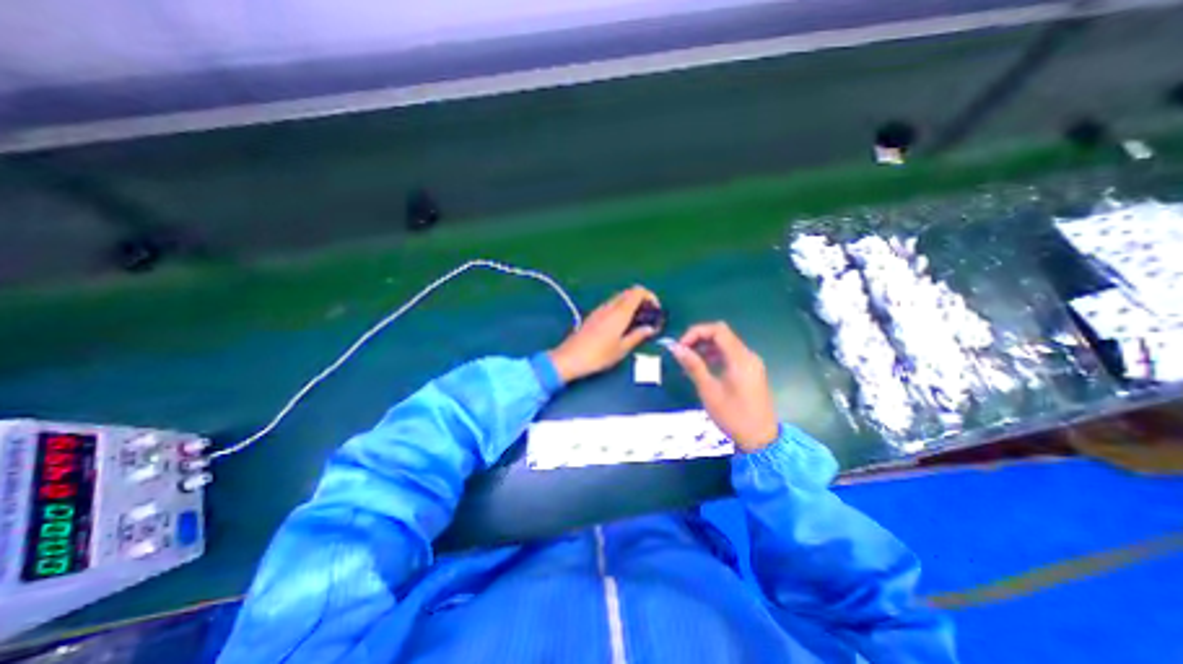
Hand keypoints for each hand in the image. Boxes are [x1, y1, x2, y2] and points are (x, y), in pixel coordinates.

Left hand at [549, 286, 660, 382]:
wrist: (570, 358)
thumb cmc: (598, 355)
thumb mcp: (622, 349)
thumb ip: (638, 336)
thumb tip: (651, 328)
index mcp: (620, 312)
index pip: (638, 291)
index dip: (650, 296)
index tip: (656, 310)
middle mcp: (610, 306)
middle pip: (629, 292)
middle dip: (642, 300)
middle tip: (648, 316)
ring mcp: (600, 309)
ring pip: (620, 298)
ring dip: (631, 304)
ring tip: (637, 322)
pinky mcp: (593, 315)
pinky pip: (611, 305)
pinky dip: (621, 308)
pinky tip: (622, 325)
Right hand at [670, 318, 782, 449]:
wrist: (761, 440)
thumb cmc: (733, 416)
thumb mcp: (709, 390)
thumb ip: (693, 365)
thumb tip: (675, 347)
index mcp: (740, 358)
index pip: (717, 330)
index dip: (696, 332)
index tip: (681, 346)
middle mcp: (748, 355)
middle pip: (722, 334)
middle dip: (699, 338)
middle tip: (682, 352)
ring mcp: (752, 363)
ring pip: (726, 344)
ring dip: (706, 347)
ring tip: (689, 361)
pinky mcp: (751, 371)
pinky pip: (731, 355)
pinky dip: (715, 355)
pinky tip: (703, 368)